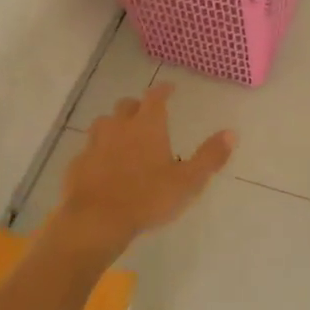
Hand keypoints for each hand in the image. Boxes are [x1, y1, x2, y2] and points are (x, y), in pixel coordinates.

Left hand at [55, 84, 233, 246]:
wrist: (95, 220)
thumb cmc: (147, 198)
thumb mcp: (188, 181)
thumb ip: (210, 156)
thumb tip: (231, 133)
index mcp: (147, 125)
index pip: (155, 97)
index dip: (163, 90)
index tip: (169, 88)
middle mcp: (119, 126)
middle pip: (127, 106)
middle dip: (138, 106)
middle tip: (147, 115)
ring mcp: (95, 144)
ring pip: (104, 123)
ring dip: (115, 125)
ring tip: (124, 136)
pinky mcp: (78, 163)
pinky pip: (90, 149)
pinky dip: (99, 150)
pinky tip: (104, 164)